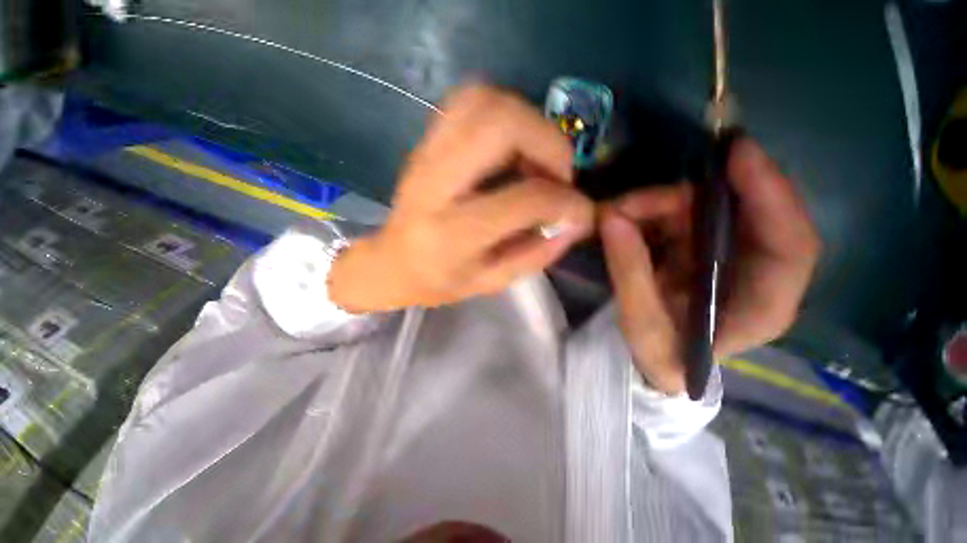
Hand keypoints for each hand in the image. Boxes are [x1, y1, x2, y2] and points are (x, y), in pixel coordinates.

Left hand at [330, 85, 594, 311]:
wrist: (390, 263)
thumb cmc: (438, 282)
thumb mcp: (491, 282)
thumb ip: (537, 254)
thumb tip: (577, 221)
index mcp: (452, 234)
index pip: (524, 199)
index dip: (567, 201)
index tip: (581, 211)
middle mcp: (435, 184)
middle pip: (501, 124)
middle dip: (550, 143)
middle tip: (559, 175)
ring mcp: (425, 154)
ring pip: (485, 100)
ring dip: (528, 122)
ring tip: (537, 160)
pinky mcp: (425, 142)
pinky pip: (469, 102)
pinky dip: (504, 113)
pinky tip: (512, 149)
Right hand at [600, 139, 820, 393]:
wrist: (655, 360)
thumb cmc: (660, 354)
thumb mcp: (641, 324)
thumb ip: (629, 272)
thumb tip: (611, 217)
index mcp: (763, 305)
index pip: (791, 244)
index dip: (770, 194)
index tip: (736, 153)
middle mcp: (755, 272)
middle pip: (745, 216)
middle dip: (692, 198)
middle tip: (636, 198)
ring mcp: (727, 255)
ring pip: (705, 210)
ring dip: (659, 204)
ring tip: (617, 213)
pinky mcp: (700, 248)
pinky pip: (682, 216)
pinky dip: (653, 211)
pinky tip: (626, 218)